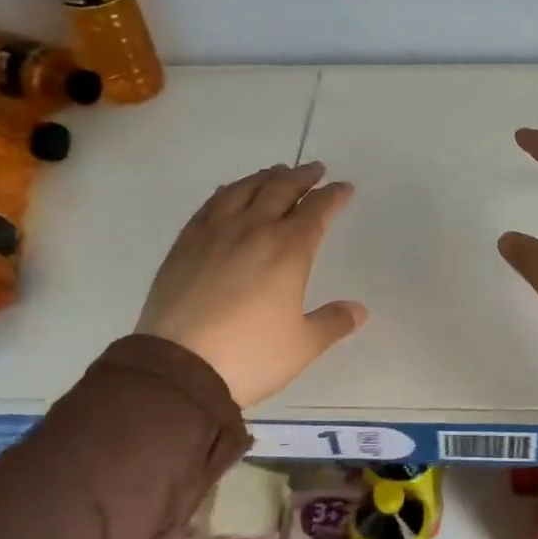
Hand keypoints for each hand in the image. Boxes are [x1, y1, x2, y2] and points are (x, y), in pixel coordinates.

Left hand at [137, 161, 366, 406]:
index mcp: (288, 250)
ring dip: (265, 177)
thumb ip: (333, 322)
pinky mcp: (185, 244)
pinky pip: (210, 205)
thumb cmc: (250, 356)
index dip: (333, 196)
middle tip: (315, 170)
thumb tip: (358, 309)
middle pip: (281, 189)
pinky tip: (229, 192)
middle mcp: (253, 230)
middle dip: (302, 177)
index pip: (317, 210)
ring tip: (276, 173)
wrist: (178, 368)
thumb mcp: (302, 345)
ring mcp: (215, 233)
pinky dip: (227, 192)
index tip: (344, 188)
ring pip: (244, 190)